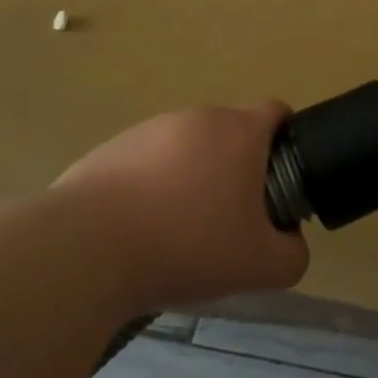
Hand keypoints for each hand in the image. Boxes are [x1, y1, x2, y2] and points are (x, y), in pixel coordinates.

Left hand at [54, 103, 308, 313]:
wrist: (86, 249)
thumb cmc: (187, 245)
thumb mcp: (259, 265)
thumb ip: (292, 254)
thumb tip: (290, 243)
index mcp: (239, 131)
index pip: (276, 112)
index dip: (286, 140)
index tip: (280, 178)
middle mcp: (197, 117)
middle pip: (231, 133)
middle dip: (237, 168)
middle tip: (231, 219)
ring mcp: (150, 129)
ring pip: (187, 148)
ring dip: (193, 177)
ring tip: (178, 231)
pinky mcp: (111, 148)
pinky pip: (146, 162)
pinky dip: (152, 188)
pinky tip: (138, 232)